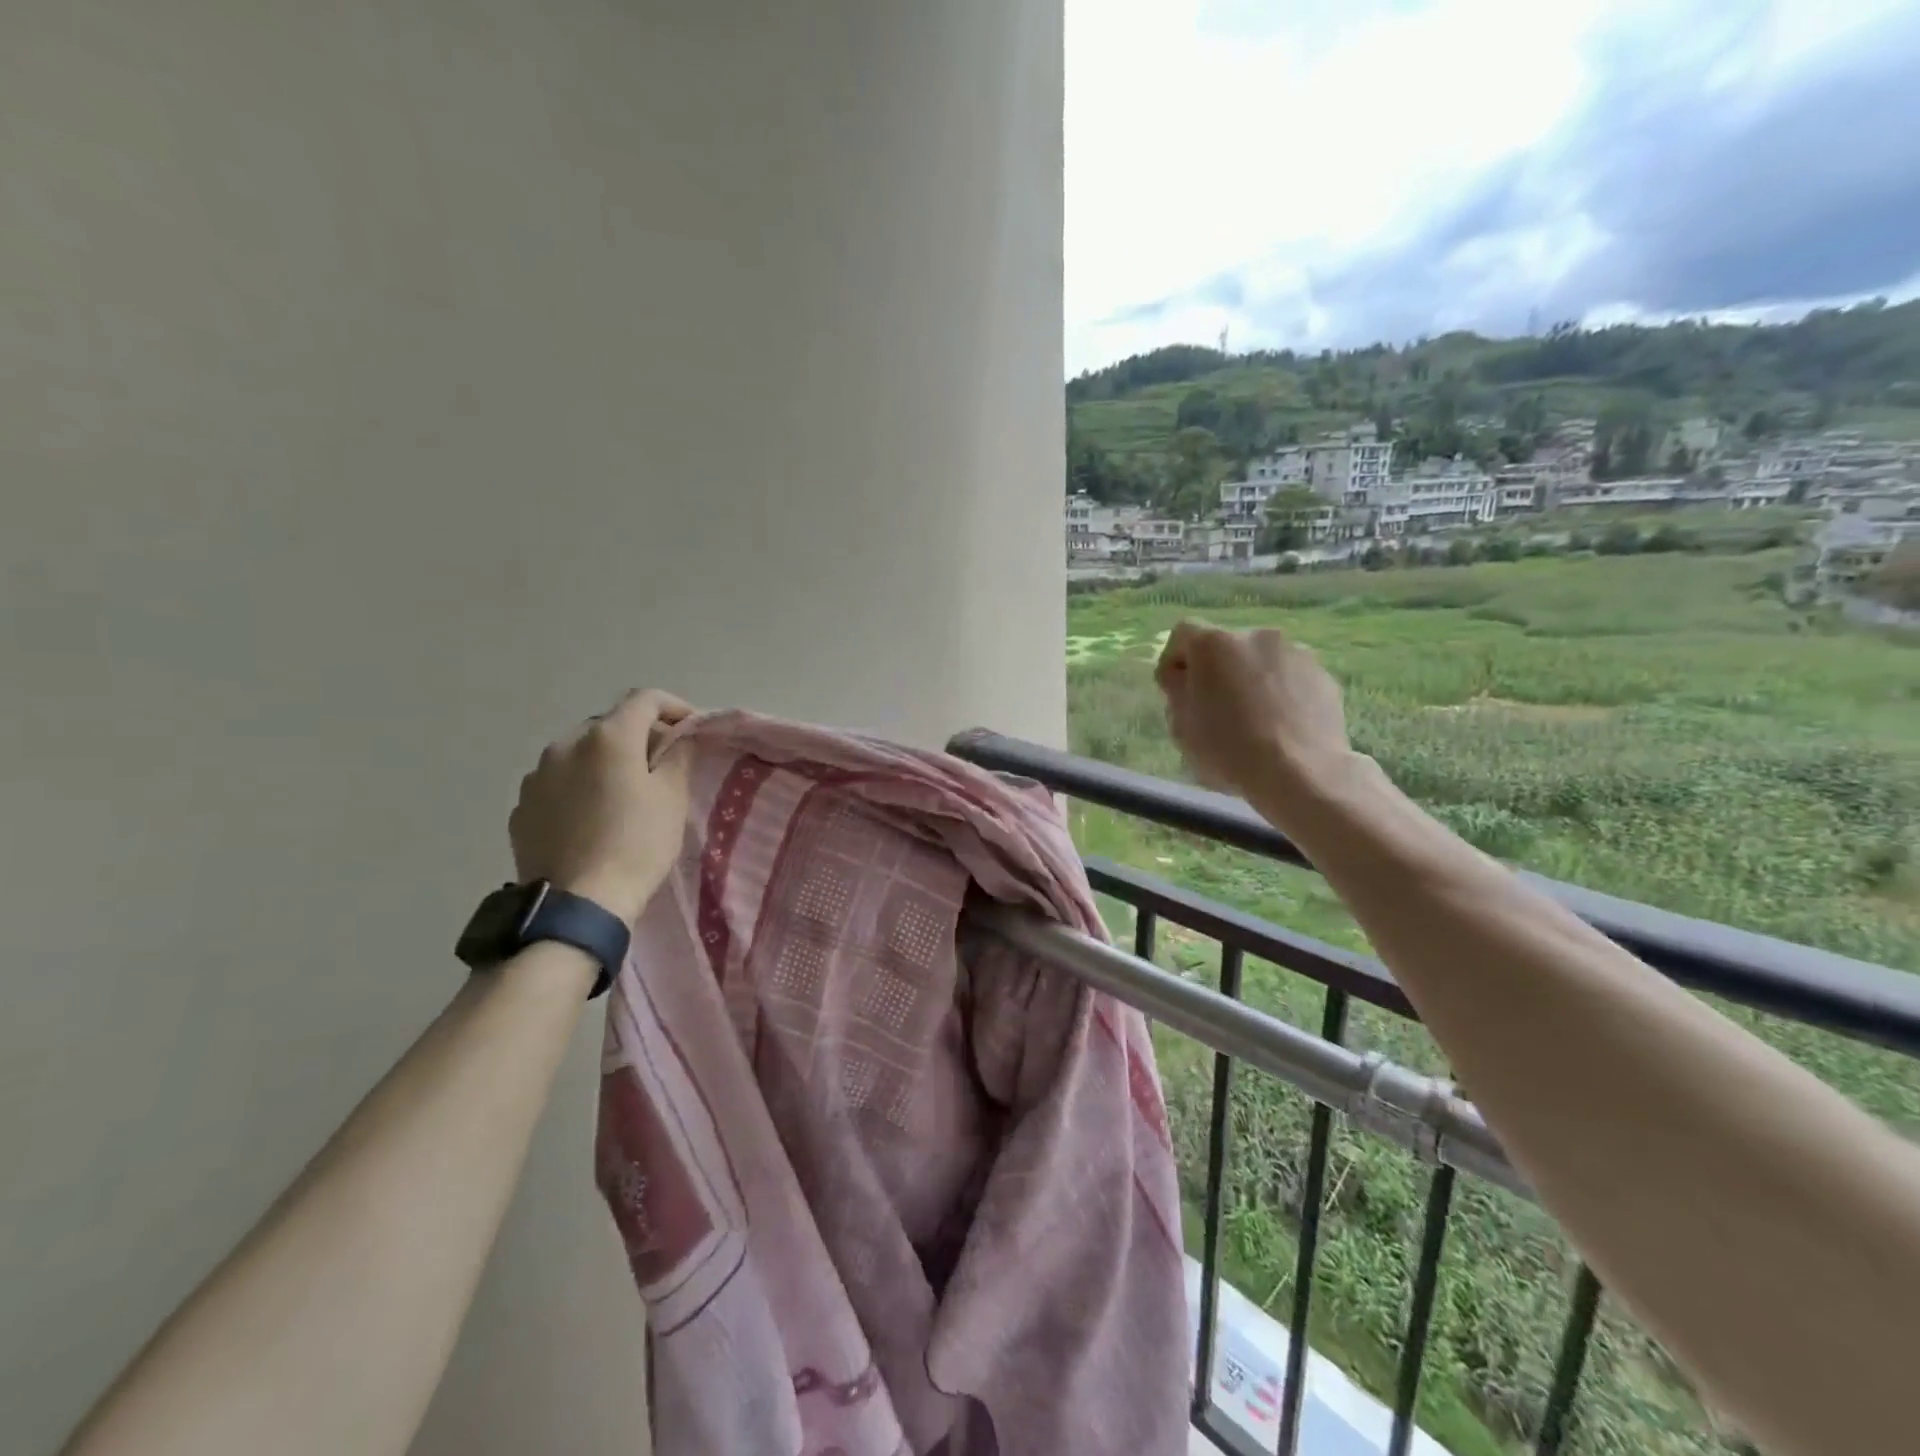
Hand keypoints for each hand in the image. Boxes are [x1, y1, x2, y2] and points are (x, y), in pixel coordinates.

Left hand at [509, 690, 694, 923]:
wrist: (579, 904)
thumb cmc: (636, 845)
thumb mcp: (672, 798)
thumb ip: (677, 756)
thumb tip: (676, 739)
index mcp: (607, 737)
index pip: (645, 699)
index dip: (673, 707)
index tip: (690, 728)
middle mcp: (565, 745)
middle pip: (610, 725)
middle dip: (638, 737)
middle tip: (661, 765)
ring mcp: (536, 776)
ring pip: (580, 754)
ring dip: (604, 762)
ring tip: (622, 794)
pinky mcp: (521, 808)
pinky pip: (557, 783)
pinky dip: (578, 787)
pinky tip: (592, 818)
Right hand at [1154, 621, 1348, 796]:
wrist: (1300, 774)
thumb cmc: (1228, 749)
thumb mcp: (1181, 724)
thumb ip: (1176, 690)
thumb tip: (1183, 676)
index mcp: (1214, 644)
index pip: (1183, 633)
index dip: (1174, 659)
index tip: (1175, 690)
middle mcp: (1256, 636)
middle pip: (1225, 647)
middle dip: (1216, 672)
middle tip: (1214, 710)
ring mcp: (1295, 653)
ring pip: (1260, 661)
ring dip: (1250, 681)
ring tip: (1252, 721)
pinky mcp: (1323, 676)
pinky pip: (1290, 678)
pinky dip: (1280, 694)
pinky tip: (1279, 727)